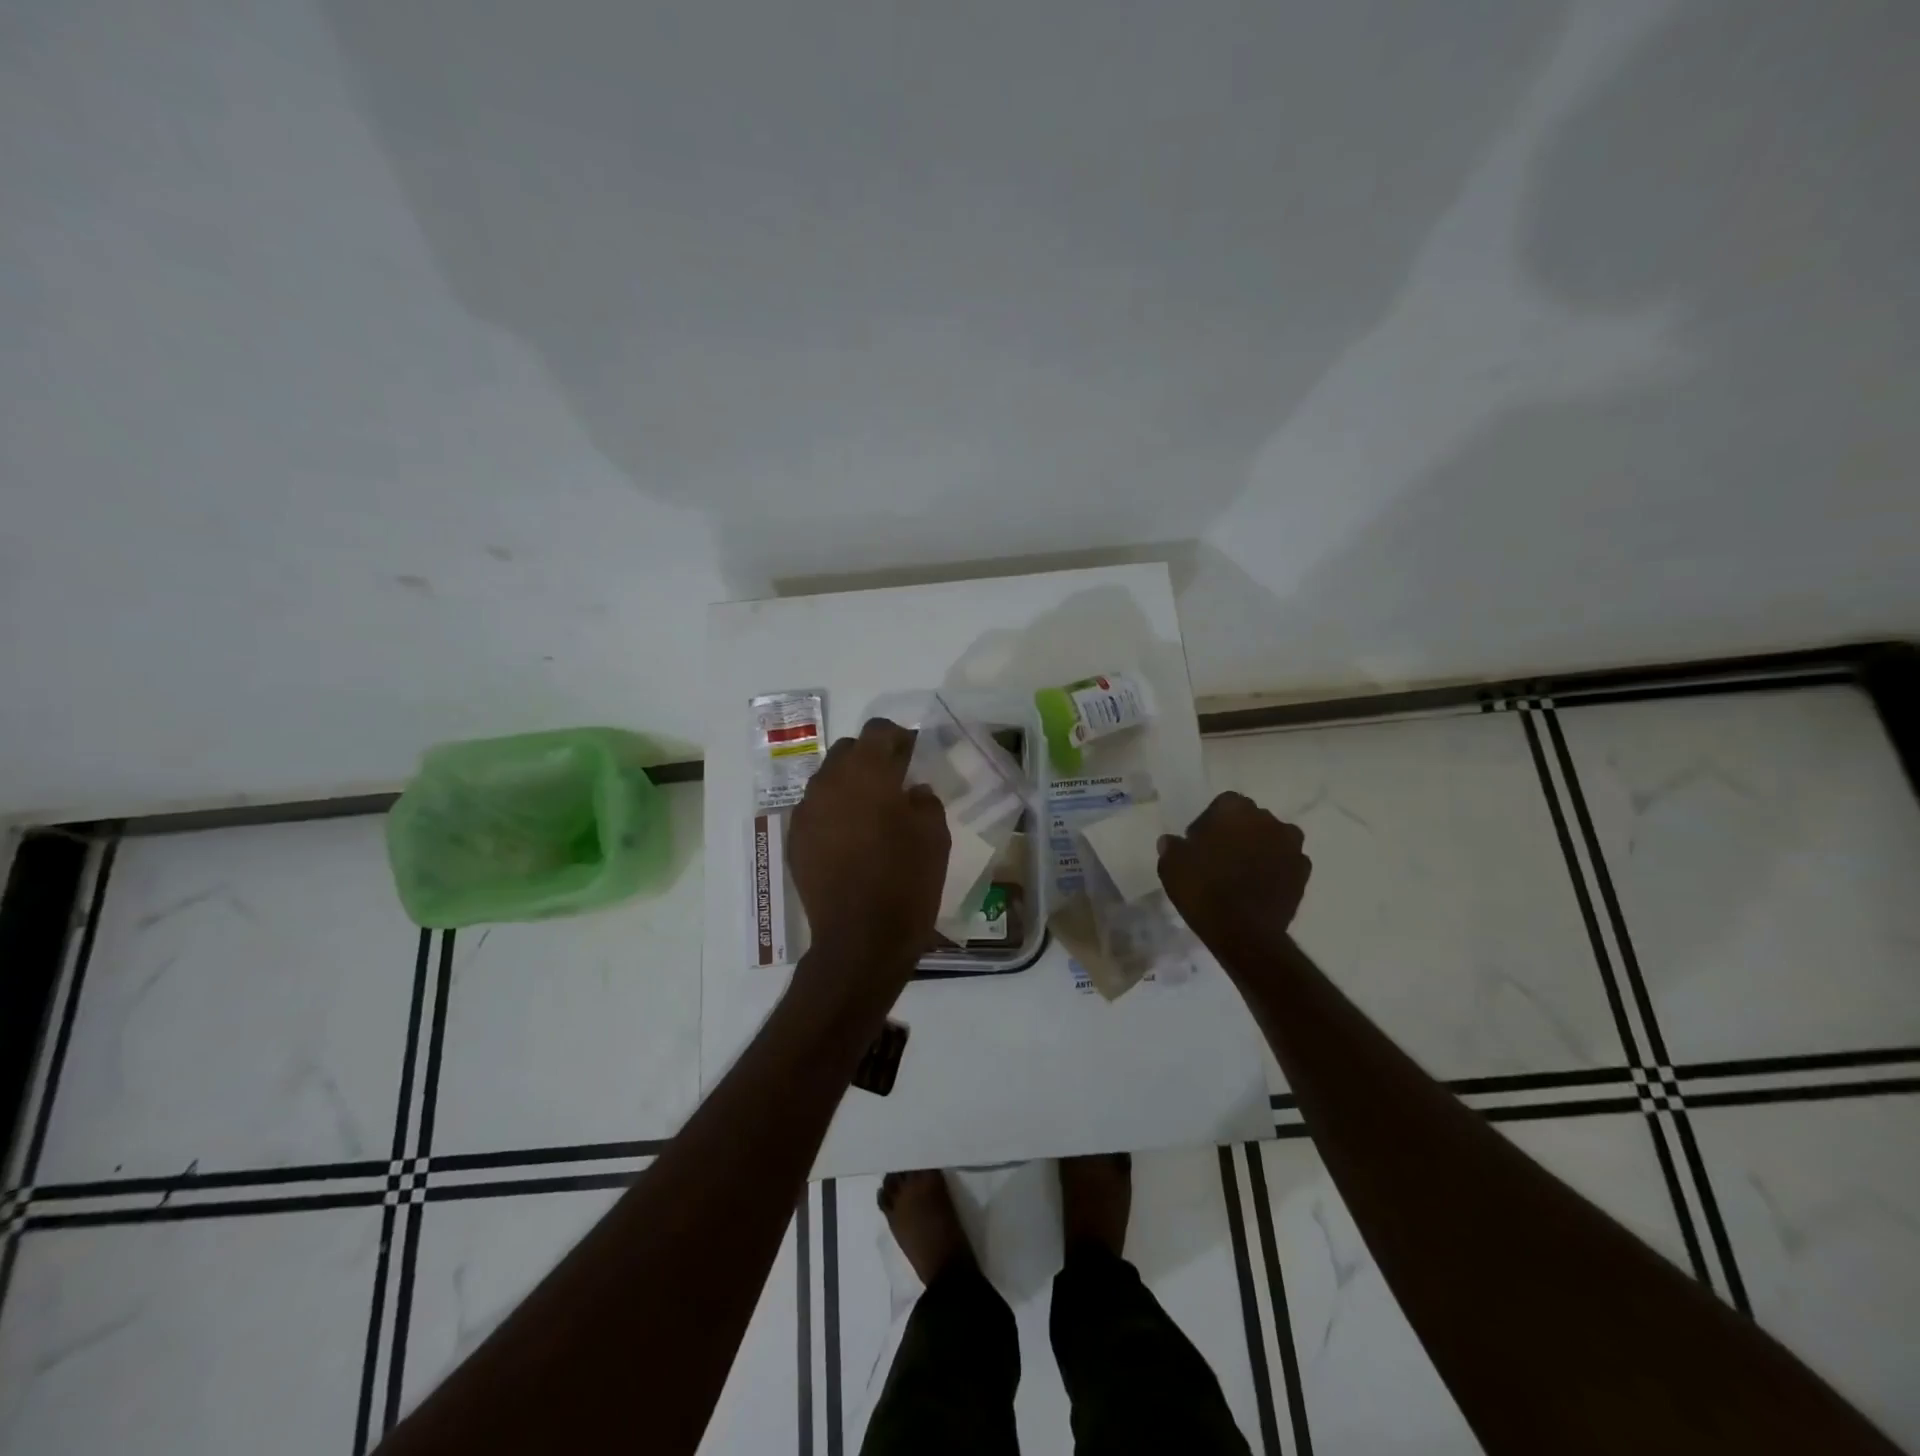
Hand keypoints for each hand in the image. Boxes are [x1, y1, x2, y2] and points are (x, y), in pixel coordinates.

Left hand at [788, 718, 950, 986]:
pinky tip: (851, 840)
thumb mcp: (935, 835)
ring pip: (828, 780)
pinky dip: (833, 813)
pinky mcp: (796, 840)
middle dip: (870, 758)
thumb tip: (912, 791)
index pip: (878, 730)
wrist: (861, 939)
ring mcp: (806, 812)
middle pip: (847, 751)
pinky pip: (815, 811)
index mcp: (866, 772)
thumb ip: (924, 800)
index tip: (913, 755)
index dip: (898, 737)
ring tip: (871, 814)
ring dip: (850, 786)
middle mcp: (829, 782)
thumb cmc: (906, 880)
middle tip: (894, 783)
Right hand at [1157, 791, 1311, 958]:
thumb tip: (1173, 841)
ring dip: (1260, 849)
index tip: (1199, 843)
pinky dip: (1276, 869)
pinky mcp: (1303, 872)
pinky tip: (1260, 886)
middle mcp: (1267, 819)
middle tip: (1220, 857)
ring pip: (1272, 838)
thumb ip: (1172, 847)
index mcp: (1234, 809)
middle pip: (1250, 819)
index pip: (1223, 804)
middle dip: (1238, 833)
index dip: (1210, 822)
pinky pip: (1286, 862)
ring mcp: (1290, 845)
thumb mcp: (1171, 865)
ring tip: (1242, 873)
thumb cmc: (1203, 889)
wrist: (1243, 931)